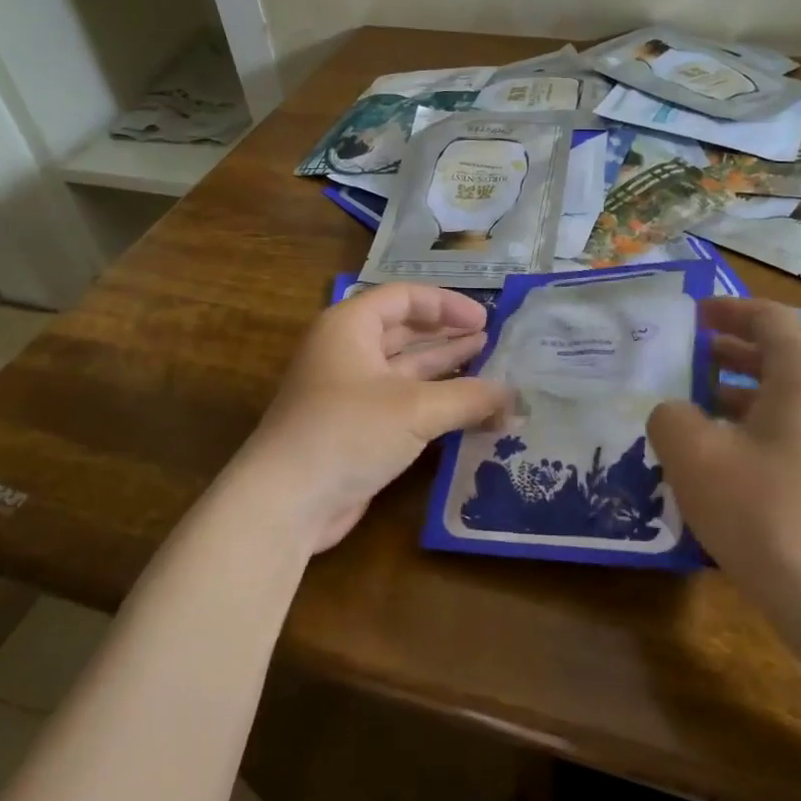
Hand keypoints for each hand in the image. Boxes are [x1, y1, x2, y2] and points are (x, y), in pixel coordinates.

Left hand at [241, 284, 509, 552]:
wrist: (286, 502)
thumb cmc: (348, 432)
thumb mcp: (416, 408)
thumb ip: (469, 398)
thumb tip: (514, 398)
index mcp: (350, 327)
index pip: (404, 297)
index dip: (447, 305)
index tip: (485, 321)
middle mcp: (348, 352)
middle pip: (405, 331)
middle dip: (448, 336)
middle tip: (493, 342)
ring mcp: (350, 392)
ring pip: (406, 370)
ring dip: (446, 370)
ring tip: (490, 369)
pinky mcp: (357, 428)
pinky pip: (403, 404)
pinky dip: (435, 404)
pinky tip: (469, 411)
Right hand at [647, 299, 800, 629]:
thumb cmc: (769, 511)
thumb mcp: (696, 456)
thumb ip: (671, 418)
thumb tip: (675, 413)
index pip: (769, 320)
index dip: (728, 311)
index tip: (693, 314)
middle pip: (780, 358)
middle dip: (730, 354)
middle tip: (686, 358)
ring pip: (785, 403)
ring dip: (738, 398)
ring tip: (692, 410)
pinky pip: (792, 439)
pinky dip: (753, 434)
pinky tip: (720, 465)